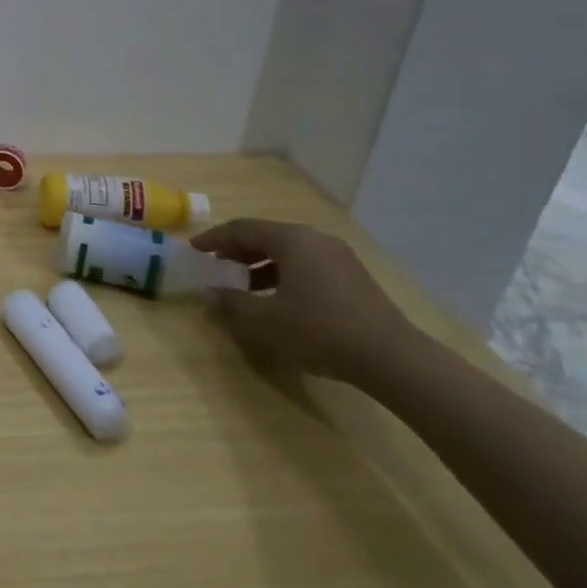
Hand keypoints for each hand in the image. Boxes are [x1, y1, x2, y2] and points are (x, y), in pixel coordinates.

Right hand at [188, 219, 421, 387]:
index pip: (243, 229)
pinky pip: (307, 266)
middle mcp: (316, 240)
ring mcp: (339, 258)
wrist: (392, 359)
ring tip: (242, 285)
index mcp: (293, 240)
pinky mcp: (353, 279)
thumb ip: (231, 304)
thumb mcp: (265, 320)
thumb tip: (208, 294)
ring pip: (288, 252)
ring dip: (260, 265)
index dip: (214, 238)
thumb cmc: (320, 330)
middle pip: (267, 236)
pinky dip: (283, 275)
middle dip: (237, 250)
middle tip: (216, 265)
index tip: (194, 249)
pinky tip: (277, 299)